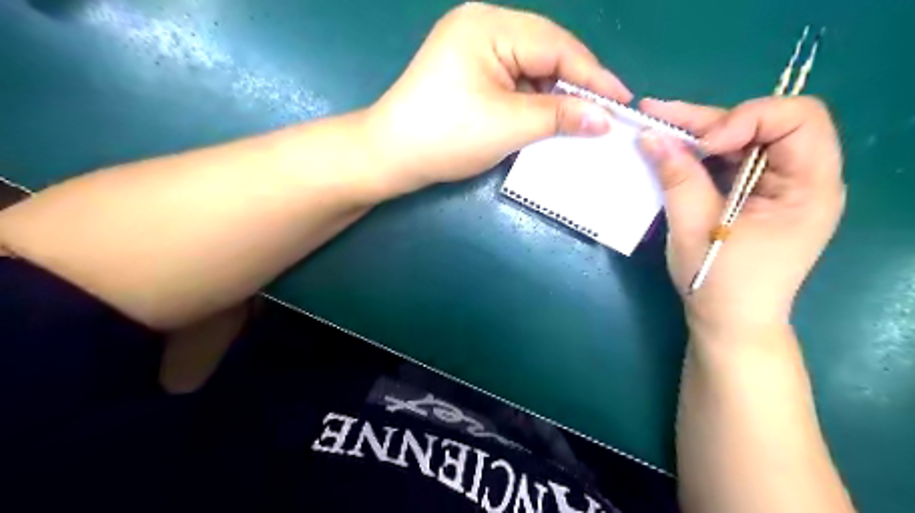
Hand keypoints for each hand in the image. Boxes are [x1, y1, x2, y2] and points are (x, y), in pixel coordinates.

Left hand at [361, 3, 633, 198]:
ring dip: (553, 94)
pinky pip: (512, 78)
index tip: (622, 102)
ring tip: (578, 119)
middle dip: (574, 84)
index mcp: (489, 26)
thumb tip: (605, 119)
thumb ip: (561, 116)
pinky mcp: (467, 70)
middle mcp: (482, 25)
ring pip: (530, 67)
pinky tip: (546, 116)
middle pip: (545, 51)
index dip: (593, 76)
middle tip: (603, 113)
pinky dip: (531, 99)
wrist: (391, 156)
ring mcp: (472, 47)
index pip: (557, 46)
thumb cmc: (447, 136)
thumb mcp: (510, 125)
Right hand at [638, 99, 841, 334]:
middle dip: (712, 120)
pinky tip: (672, 150)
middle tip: (661, 116)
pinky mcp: (757, 195)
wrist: (729, 321)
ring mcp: (780, 186)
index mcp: (809, 187)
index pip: (799, 118)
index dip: (748, 119)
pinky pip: (733, 160)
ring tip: (658, 126)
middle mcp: (804, 178)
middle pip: (767, 123)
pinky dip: (701, 154)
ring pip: (745, 138)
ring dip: (701, 132)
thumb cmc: (719, 282)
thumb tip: (651, 135)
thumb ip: (677, 177)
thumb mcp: (694, 228)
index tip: (704, 146)